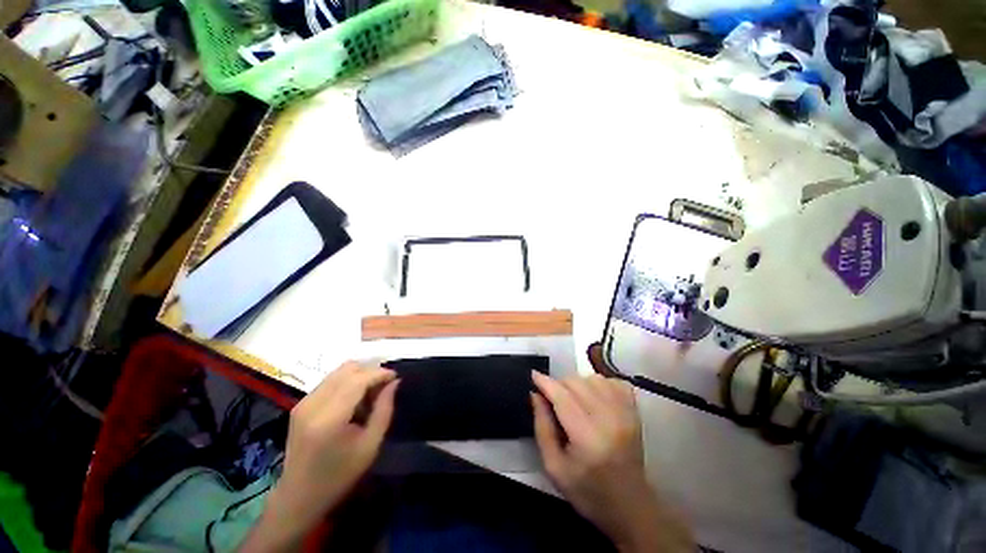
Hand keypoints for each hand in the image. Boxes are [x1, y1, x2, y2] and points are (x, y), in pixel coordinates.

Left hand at [241, 362, 397, 551]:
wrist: (298, 497)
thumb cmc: (339, 476)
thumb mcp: (370, 445)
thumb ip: (384, 409)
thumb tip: (395, 382)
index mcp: (329, 418)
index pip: (358, 379)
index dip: (380, 373)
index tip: (396, 377)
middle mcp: (313, 404)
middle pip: (348, 369)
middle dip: (371, 371)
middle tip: (384, 386)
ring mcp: (303, 402)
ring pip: (339, 371)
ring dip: (360, 375)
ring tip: (371, 393)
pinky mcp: (300, 404)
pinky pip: (330, 380)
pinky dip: (348, 382)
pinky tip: (355, 399)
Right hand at [531, 372, 692, 552]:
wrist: (630, 506)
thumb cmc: (587, 491)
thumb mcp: (554, 467)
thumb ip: (542, 427)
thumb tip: (535, 394)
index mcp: (587, 437)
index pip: (562, 396)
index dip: (545, 382)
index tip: (533, 375)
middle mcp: (609, 419)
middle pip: (577, 383)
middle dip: (559, 384)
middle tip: (552, 398)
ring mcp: (625, 413)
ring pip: (593, 378)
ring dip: (578, 383)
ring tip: (573, 399)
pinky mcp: (635, 412)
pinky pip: (614, 382)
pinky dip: (600, 383)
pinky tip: (594, 396)